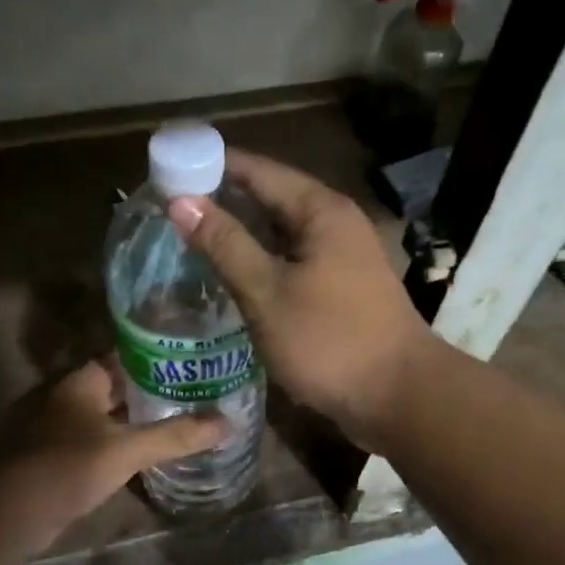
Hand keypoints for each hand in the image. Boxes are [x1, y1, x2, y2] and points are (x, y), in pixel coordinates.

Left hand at [0, 361, 227, 553]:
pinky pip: (96, 443)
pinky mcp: (55, 459)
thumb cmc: (67, 466)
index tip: (190, 361)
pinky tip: (144, 455)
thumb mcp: (127, 449)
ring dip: (135, 420)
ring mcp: (58, 429)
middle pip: (116, 388)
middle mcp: (67, 398)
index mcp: (80, 382)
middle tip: (194, 392)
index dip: (156, 358)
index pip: (123, 357)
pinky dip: (119, 445)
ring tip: (179, 421)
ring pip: (106, 417)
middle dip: (151, 391)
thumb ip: (175, 436)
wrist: (9, 513)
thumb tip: (227, 423)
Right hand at [168, 149, 436, 451]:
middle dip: (222, 203)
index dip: (211, 167)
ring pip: (281, 236)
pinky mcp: (341, 290)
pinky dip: (261, 265)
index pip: (257, 170)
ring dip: (240, 237)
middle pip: (270, 199)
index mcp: (320, 211)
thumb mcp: (267, 292)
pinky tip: (231, 279)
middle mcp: (335, 224)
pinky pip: (292, 263)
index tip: (166, 172)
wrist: (397, 397)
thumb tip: (180, 200)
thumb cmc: (329, 341)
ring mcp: (342, 258)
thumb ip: (225, 244)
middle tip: (169, 212)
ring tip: (190, 242)